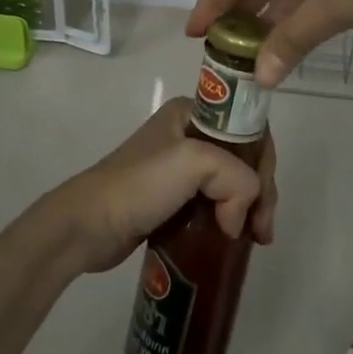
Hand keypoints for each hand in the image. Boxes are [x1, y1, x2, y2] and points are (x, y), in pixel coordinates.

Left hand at [45, 99, 278, 275]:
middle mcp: (188, 133)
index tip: (264, 200)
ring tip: (255, 241)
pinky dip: (229, 220)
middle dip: (259, 191)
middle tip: (263, 231)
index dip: (264, 162)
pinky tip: (236, 240)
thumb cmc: (140, 184)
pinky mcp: (173, 199)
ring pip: (231, 183)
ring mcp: (179, 168)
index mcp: (192, 112)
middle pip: (243, 158)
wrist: (88, 225)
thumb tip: (239, 221)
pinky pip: (213, 204)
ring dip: (247, 209)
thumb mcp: (195, 163)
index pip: (247, 128)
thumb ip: (236, 178)